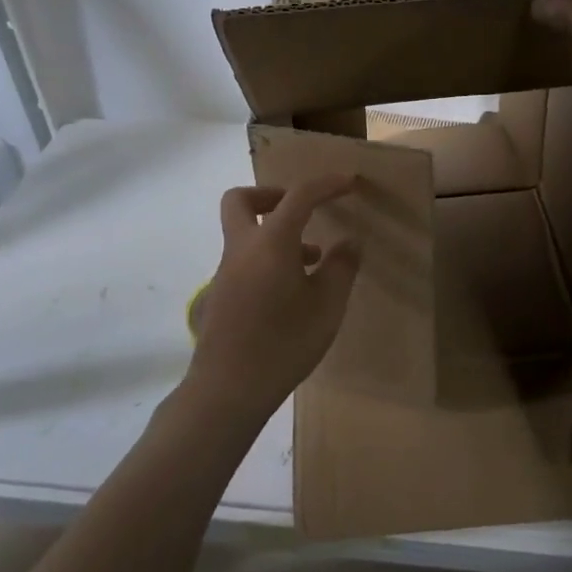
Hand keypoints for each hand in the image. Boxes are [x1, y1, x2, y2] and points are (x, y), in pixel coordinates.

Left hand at [186, 174, 361, 421]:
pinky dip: (267, 258)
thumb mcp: (327, 306)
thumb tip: (348, 243)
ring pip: (244, 232)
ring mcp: (226, 272)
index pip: (299, 195)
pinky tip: (292, 291)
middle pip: (241, 199)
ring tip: (313, 261)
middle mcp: (242, 247)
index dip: (326, 184)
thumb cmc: (284, 343)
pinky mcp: (221, 295)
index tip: (349, 183)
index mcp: (271, 241)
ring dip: (275, 233)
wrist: (228, 388)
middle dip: (272, 195)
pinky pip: (244, 259)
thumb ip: (341, 268)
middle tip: (302, 211)